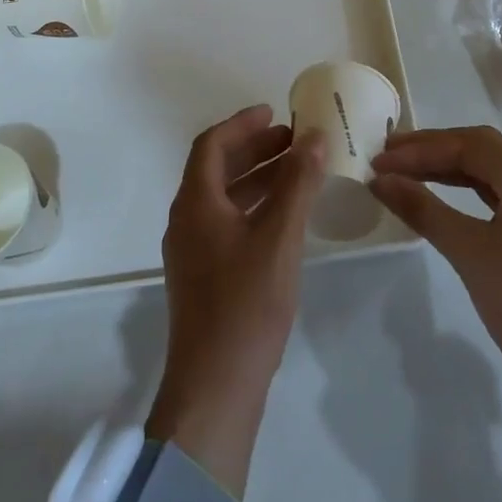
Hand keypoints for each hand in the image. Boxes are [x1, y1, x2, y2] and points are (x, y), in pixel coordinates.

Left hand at [147, 104, 325, 494]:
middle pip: (216, 169)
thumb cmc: (246, 304)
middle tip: (293, 141)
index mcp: (195, 203)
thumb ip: (297, 184)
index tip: (275, 113)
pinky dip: (254, 207)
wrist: (215, 388)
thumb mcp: (279, 237)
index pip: (211, 145)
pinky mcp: (203, 276)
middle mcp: (186, 220)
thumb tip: (314, 137)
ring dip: (257, 178)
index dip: (242, 124)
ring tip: (297, 171)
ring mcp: (192, 251)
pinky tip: (285, 217)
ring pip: (224, 197)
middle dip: (254, 149)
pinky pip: (227, 223)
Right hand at [369, 125, 501, 406]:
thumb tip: (380, 180)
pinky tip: (438, 193)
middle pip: (478, 149)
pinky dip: (463, 189)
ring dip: (445, 168)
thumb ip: (423, 209)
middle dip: (431, 150)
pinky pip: (496, 194)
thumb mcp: (469, 253)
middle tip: (387, 156)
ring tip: (404, 171)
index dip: (419, 149)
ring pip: (487, 171)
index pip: (466, 145)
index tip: (380, 161)